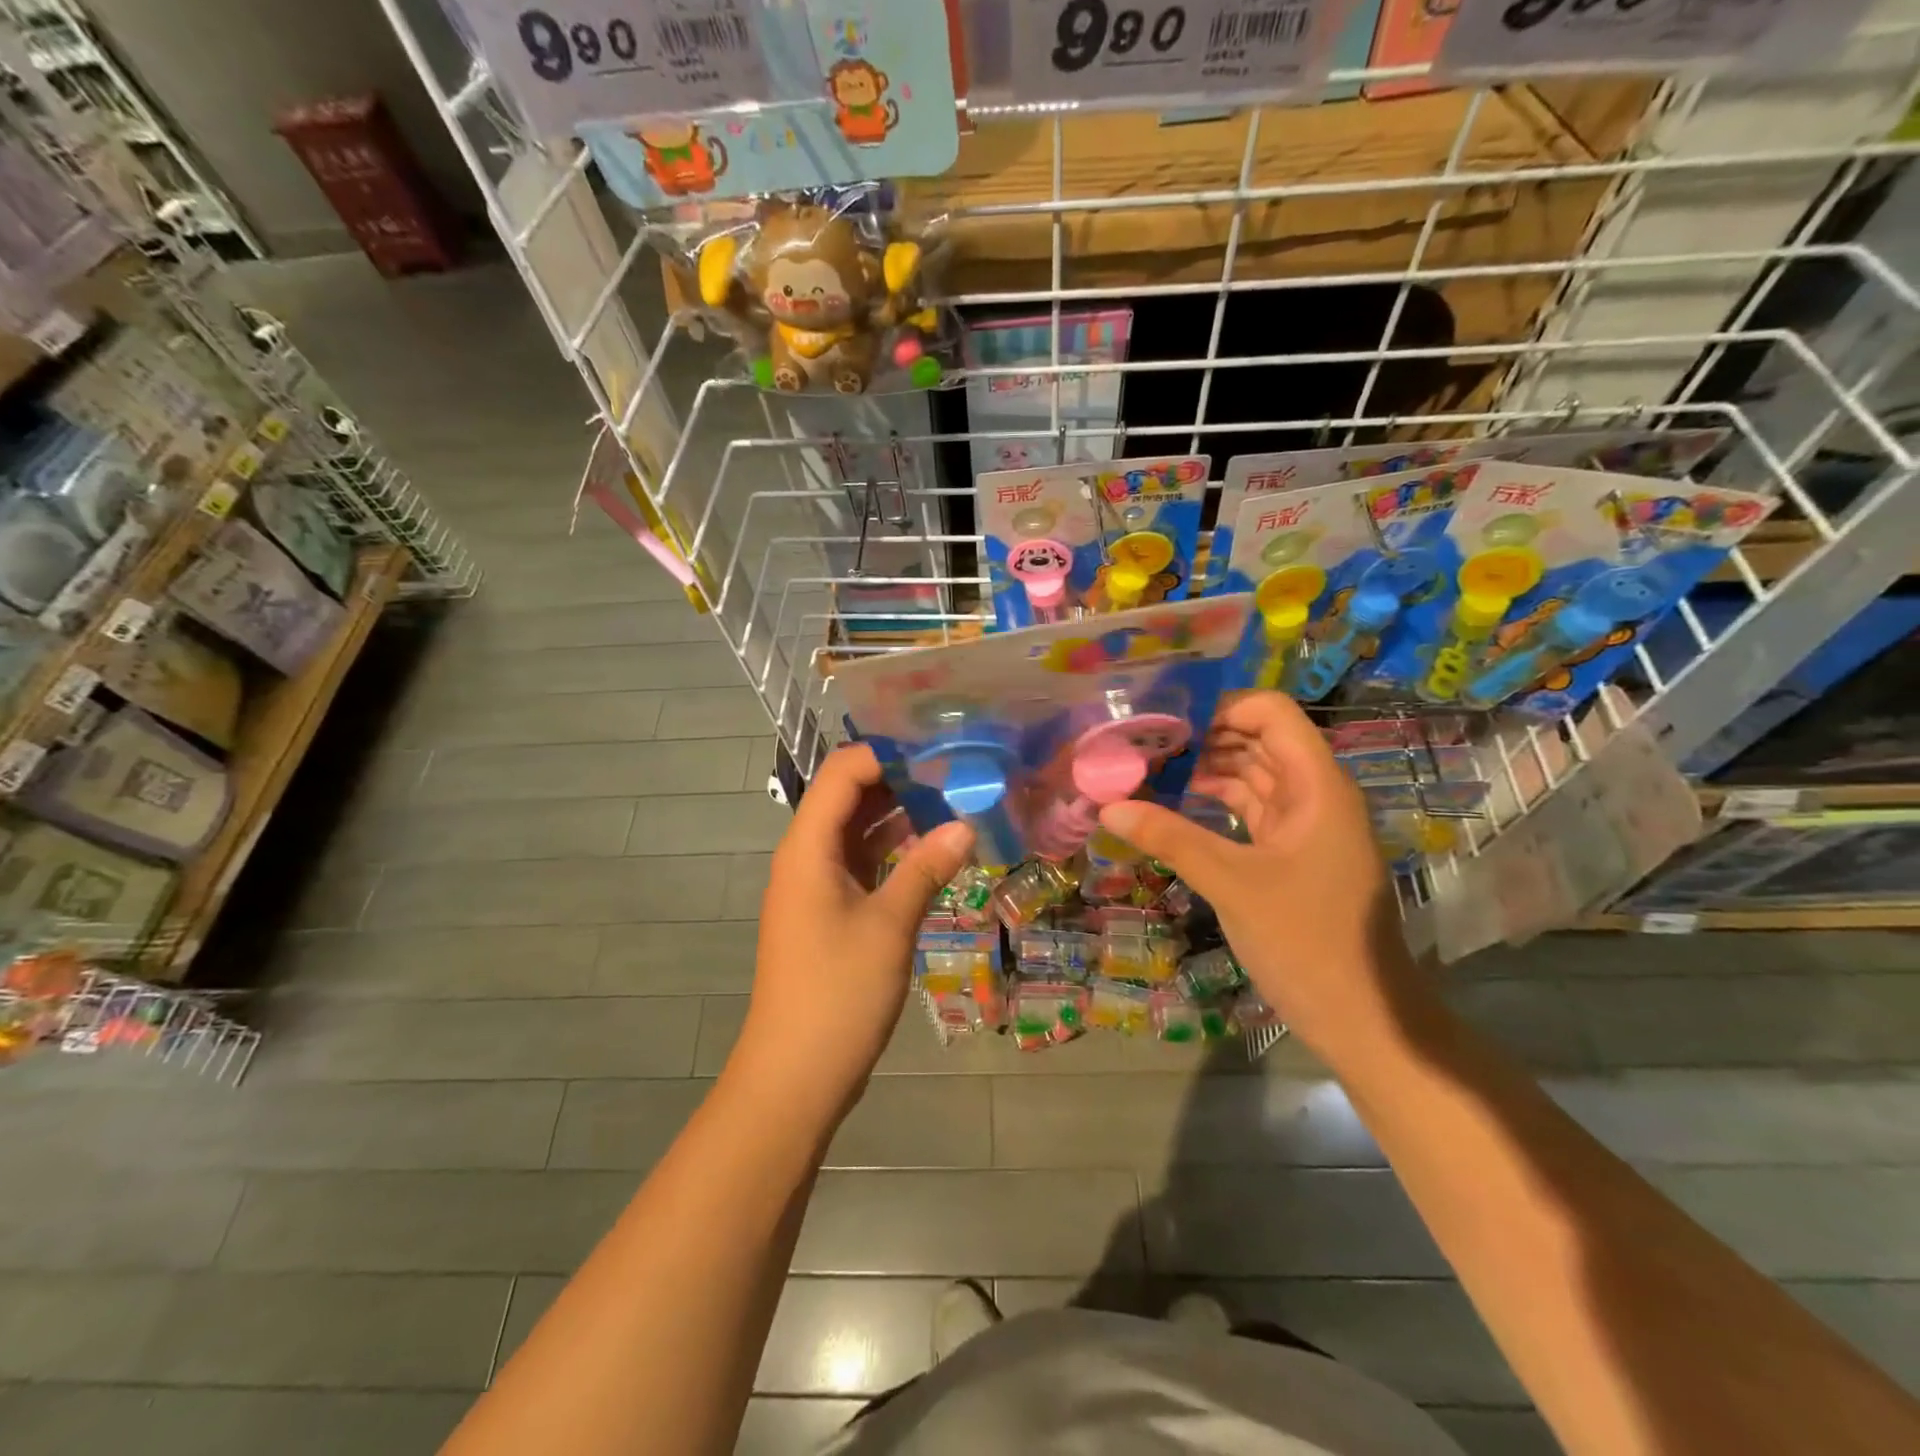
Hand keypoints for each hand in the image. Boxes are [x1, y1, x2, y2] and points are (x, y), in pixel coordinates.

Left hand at [735, 745, 973, 1124]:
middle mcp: (806, 856)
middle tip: (956, 775)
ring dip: (899, 816)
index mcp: (808, 847)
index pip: (843, 773)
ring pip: (856, 831)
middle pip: (848, 797)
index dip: (886, 755)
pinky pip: (861, 863)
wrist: (795, 1075)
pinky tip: (934, 850)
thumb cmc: (838, 993)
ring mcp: (816, 885)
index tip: (939, 752)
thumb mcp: (889, 926)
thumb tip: (965, 824)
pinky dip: (893, 851)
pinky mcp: (829, 911)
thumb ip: (926, 868)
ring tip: (954, 804)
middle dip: (899, 780)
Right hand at [1101, 692, 1428, 1059]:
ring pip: (1252, 776)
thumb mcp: (1232, 883)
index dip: (1221, 708)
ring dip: (1205, 770)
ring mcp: (1304, 826)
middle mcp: (1315, 794)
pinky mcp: (1291, 854)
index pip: (1271, 713)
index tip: (1166, 723)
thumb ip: (1170, 838)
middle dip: (1203, 738)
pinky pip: (1249, 811)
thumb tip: (1107, 807)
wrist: (1362, 1018)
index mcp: (1317, 785)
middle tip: (1143, 745)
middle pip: (1258, 741)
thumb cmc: (1306, 941)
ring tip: (1148, 770)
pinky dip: (1214, 804)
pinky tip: (1173, 806)